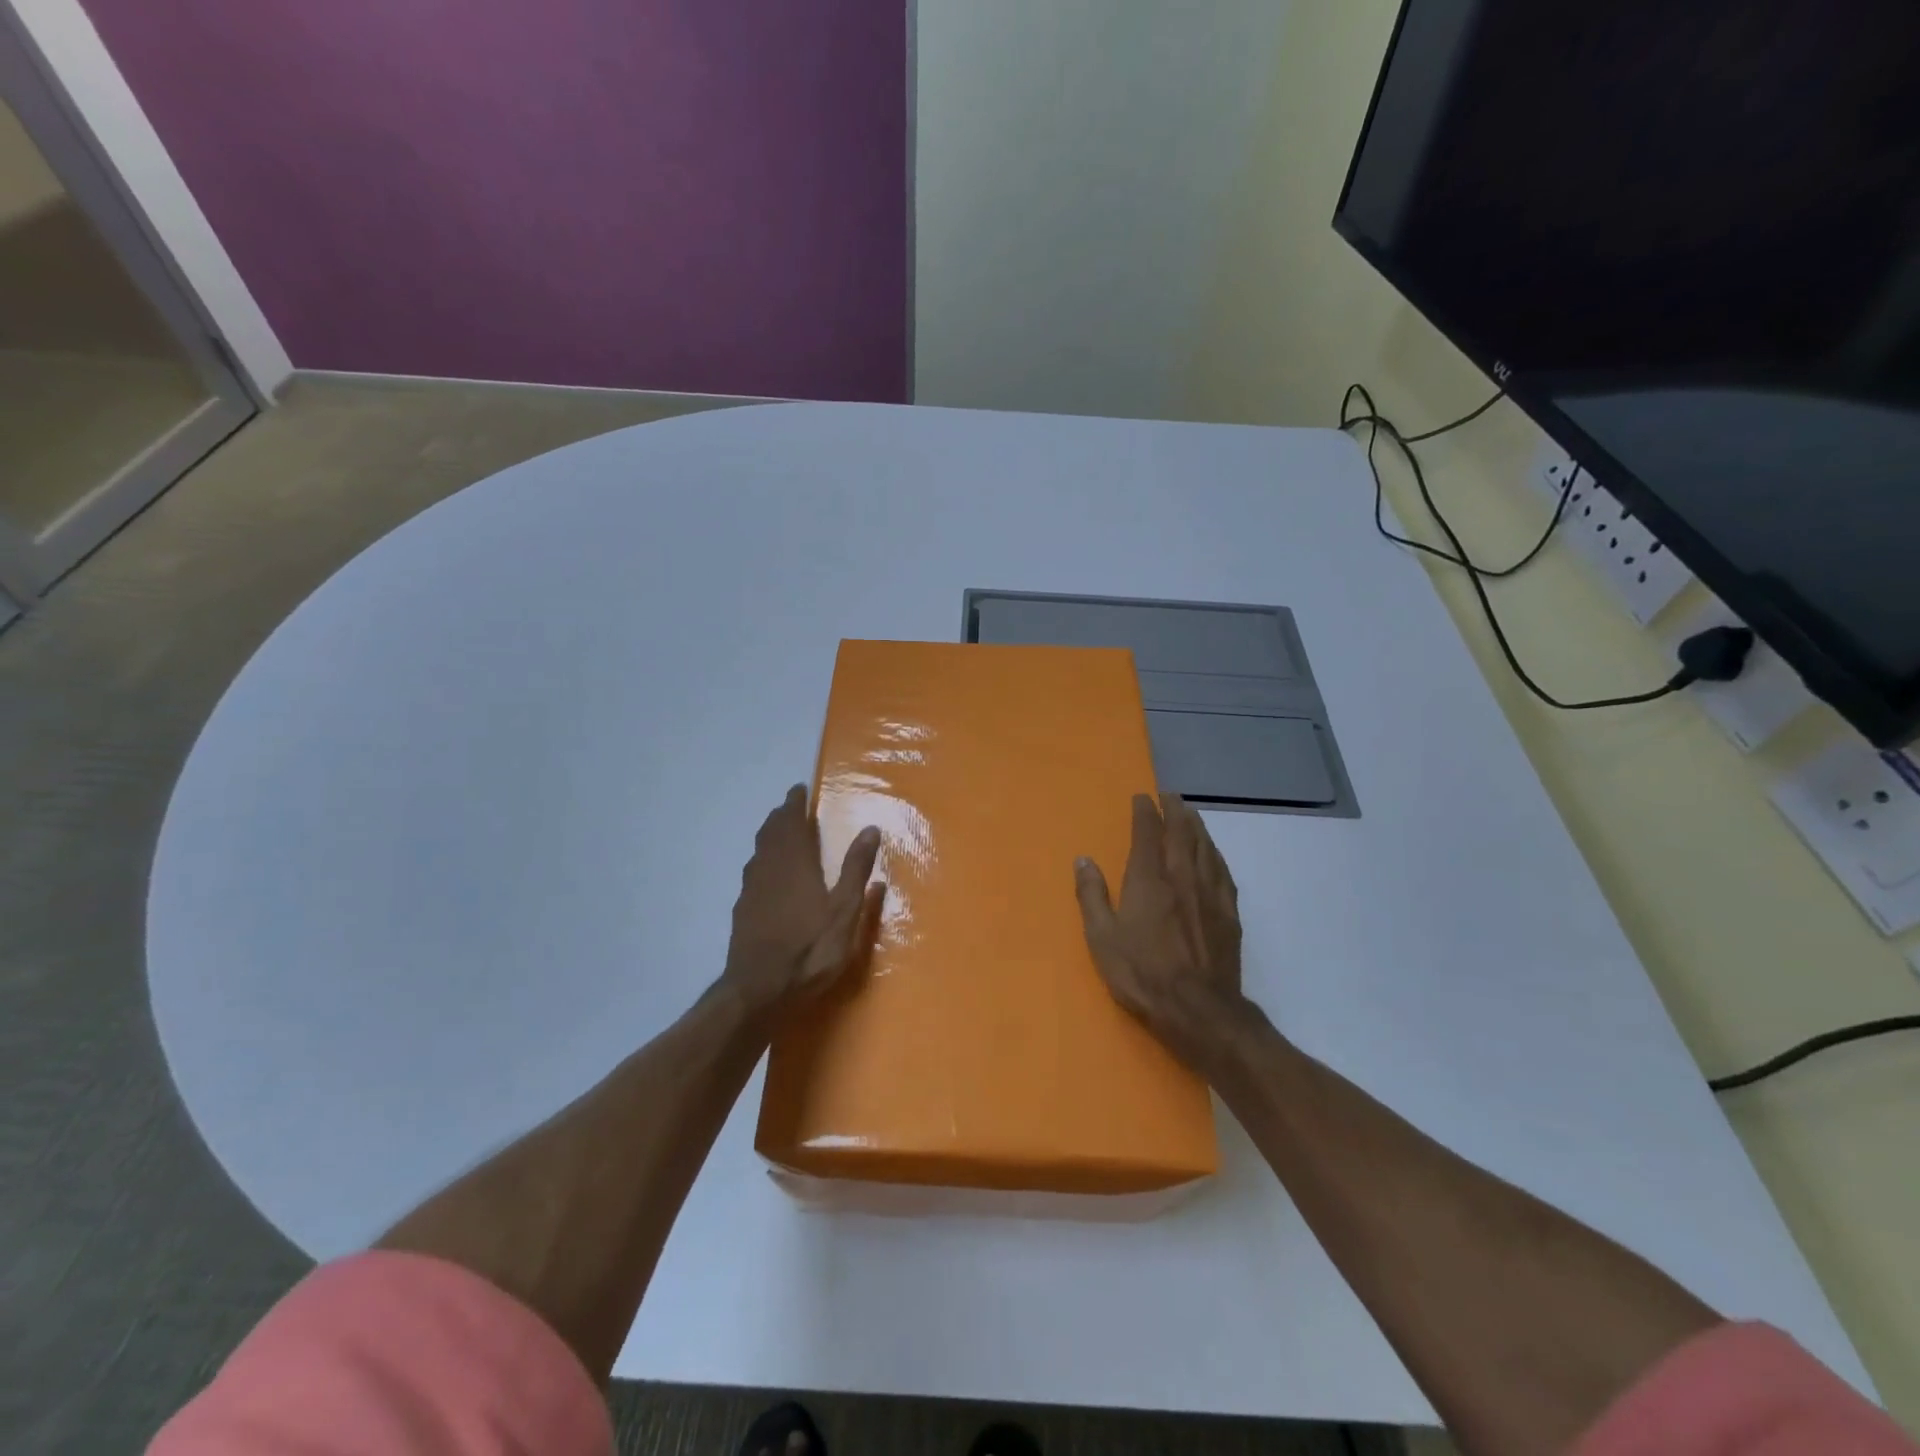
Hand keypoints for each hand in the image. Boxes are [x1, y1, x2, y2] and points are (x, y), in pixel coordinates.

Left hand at [721, 785, 884, 1018]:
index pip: (792, 823)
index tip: (798, 790)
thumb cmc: (810, 949)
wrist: (758, 991)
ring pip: (759, 852)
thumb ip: (856, 869)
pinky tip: (767, 875)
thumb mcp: (844, 911)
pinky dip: (762, 861)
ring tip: (779, 832)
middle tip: (790, 807)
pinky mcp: (743, 912)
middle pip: (771, 833)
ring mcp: (752, 891)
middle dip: (781, 817)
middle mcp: (769, 869)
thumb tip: (870, 828)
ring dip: (769, 836)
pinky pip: (753, 873)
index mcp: (795, 864)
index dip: (794, 805)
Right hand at [1074, 793, 1246, 1073]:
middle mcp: (1182, 877)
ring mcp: (1210, 893)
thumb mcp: (1102, 938)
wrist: (1199, 1010)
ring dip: (1196, 825)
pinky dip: (1215, 853)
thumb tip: (1084, 860)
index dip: (1144, 812)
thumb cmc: (1142, 974)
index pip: (1147, 833)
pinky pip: (1222, 871)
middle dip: (1174, 810)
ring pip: (1205, 847)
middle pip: (1181, 832)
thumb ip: (1092, 896)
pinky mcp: (1229, 913)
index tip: (1141, 797)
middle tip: (1169, 795)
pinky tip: (1213, 853)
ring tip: (1190, 813)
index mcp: (1148, 880)